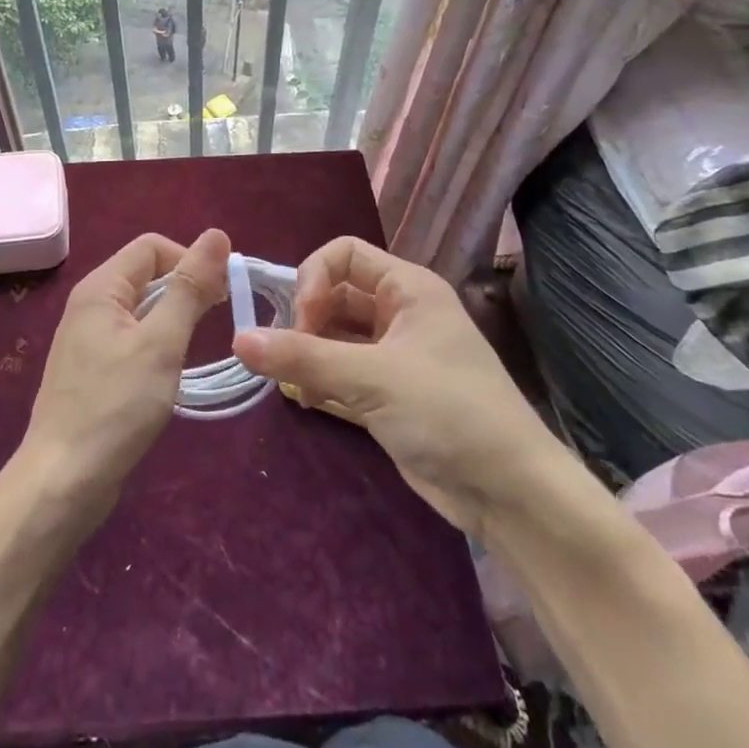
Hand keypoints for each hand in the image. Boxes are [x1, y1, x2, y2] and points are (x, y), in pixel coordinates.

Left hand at [19, 230, 230, 515]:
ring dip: (173, 316)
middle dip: (184, 287)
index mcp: (100, 287)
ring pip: (141, 307)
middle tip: (217, 321)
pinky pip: (132, 336)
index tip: (221, 296)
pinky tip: (170, 370)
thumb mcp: (162, 342)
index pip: (152, 247)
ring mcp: (88, 338)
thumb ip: (189, 287)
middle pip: (146, 273)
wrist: (63, 480)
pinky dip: (157, 342)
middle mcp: (90, 304)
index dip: (190, 260)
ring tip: (197, 346)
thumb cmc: (116, 405)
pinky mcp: (92, 368)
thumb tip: (217, 234)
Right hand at [233, 236, 568, 532]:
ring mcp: (395, 353)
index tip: (300, 321)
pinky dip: (321, 380)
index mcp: (408, 288)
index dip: (313, 278)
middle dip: (306, 320)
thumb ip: (303, 357)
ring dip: (309, 353)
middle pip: (335, 294)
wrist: (510, 492)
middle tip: (286, 357)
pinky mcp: (390, 392)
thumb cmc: (448, 412)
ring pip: (335, 335)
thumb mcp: (372, 378)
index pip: (343, 254)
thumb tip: (239, 340)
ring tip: (294, 384)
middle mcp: (400, 312)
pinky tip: (310, 402)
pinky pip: (342, 369)